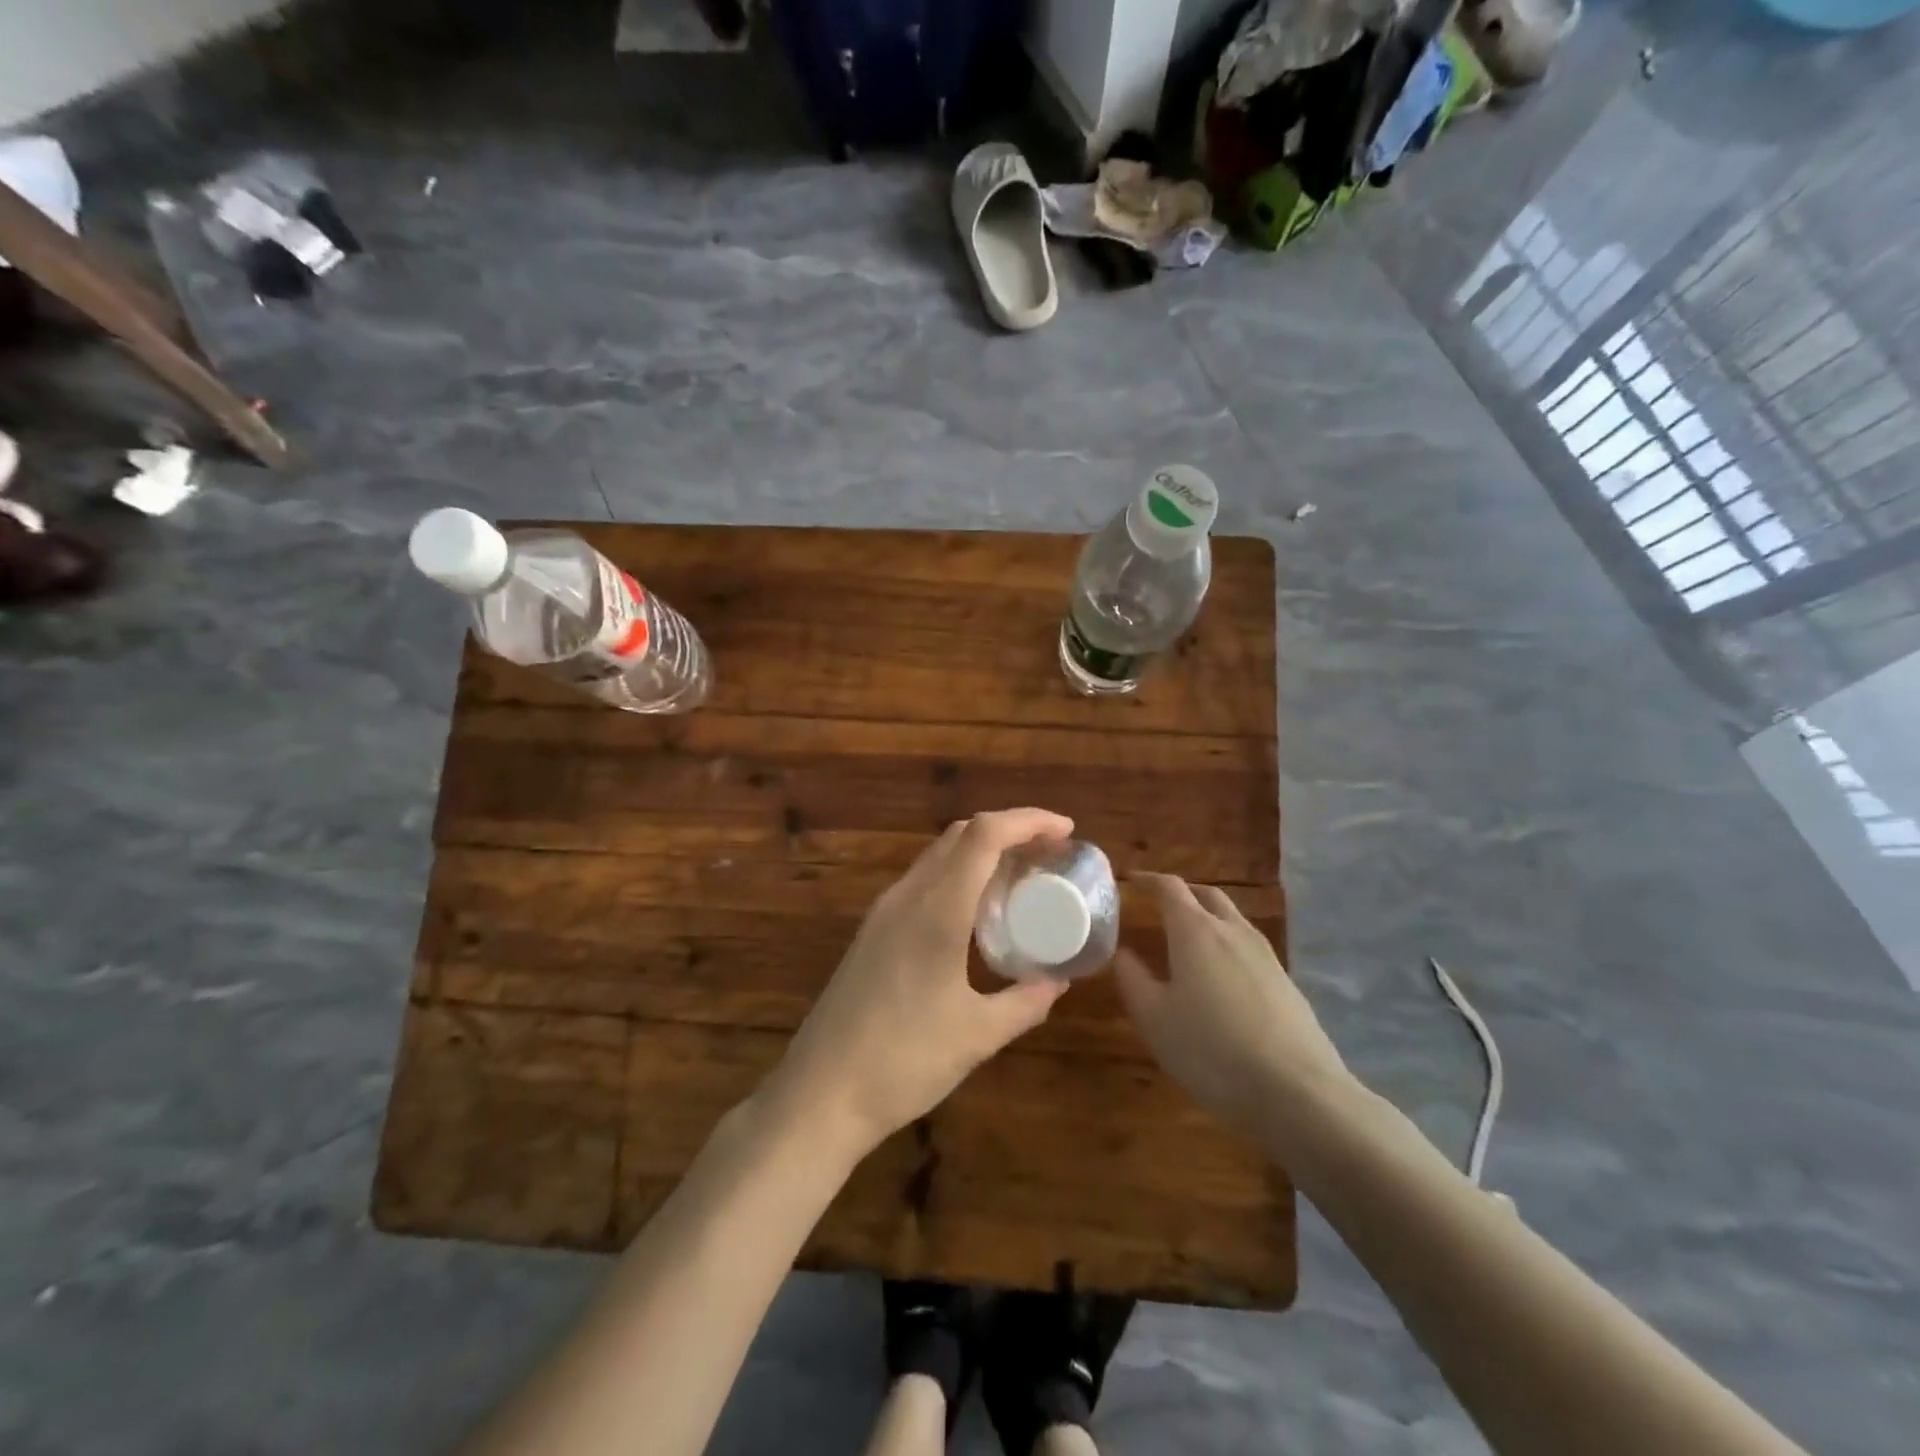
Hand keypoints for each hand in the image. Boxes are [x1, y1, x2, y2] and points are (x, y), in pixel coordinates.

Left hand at [764, 809, 1073, 1155]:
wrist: (820, 1093)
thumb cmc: (903, 1061)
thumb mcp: (978, 1036)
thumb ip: (1025, 1003)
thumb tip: (1059, 981)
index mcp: (936, 909)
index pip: (984, 834)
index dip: (1028, 820)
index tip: (1066, 831)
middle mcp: (907, 896)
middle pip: (960, 834)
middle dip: (1009, 830)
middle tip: (1049, 851)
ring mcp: (884, 912)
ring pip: (938, 855)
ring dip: (981, 851)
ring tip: (1020, 876)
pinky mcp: (872, 931)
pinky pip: (923, 881)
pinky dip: (958, 875)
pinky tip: (976, 912)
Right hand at [1115, 872, 1352, 1147]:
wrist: (1297, 1093)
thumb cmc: (1211, 1051)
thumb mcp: (1154, 1020)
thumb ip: (1133, 979)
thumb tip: (1122, 952)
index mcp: (1195, 931)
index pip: (1169, 887)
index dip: (1148, 880)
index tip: (1130, 881)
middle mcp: (1233, 931)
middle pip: (1206, 895)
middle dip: (1181, 894)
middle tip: (1158, 907)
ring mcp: (1266, 955)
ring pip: (1232, 920)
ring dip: (1207, 919)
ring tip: (1188, 942)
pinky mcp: (1286, 982)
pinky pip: (1249, 948)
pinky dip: (1227, 947)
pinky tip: (1221, 980)